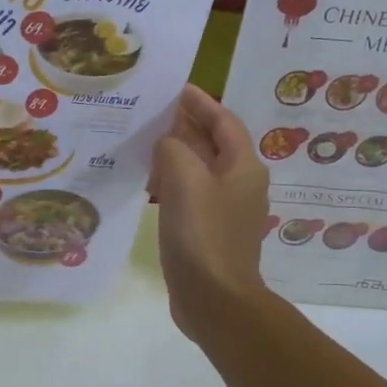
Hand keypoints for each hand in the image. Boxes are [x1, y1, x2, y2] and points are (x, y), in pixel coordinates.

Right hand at [150, 85, 270, 337]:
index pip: (224, 121)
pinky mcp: (210, 232)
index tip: (176, 88)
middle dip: (185, 126)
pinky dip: (172, 183)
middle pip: (213, 144)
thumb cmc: (202, 234)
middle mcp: (241, 184)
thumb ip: (173, 148)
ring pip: (200, 170)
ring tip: (143, 144)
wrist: (214, 299)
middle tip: (151, 113)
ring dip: (175, 155)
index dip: (200, 103)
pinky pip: (191, 195)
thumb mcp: (184, 180)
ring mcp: (226, 211)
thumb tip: (167, 144)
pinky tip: (148, 186)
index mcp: (243, 167)